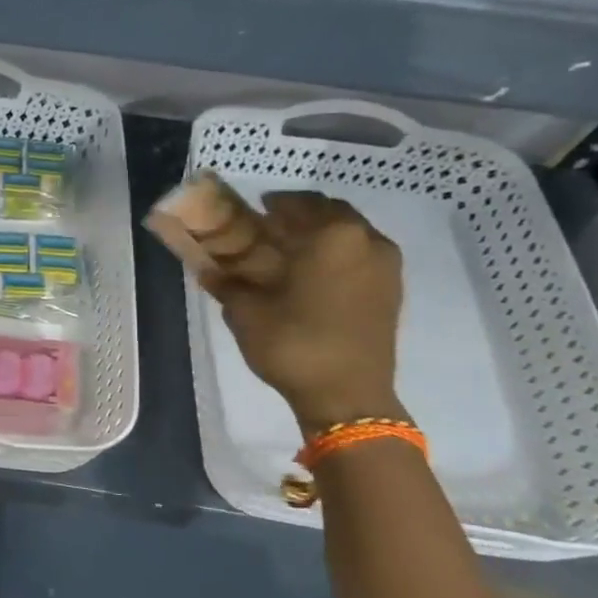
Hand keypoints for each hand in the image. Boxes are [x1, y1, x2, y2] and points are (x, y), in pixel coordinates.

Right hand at [163, 183, 404, 431]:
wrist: (347, 395)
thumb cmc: (293, 344)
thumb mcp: (245, 311)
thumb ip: (226, 280)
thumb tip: (206, 266)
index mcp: (331, 235)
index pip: (296, 203)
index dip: (271, 204)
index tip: (251, 212)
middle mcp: (366, 239)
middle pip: (329, 212)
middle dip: (299, 216)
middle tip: (269, 230)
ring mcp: (385, 264)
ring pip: (349, 232)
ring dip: (320, 234)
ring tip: (289, 253)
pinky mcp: (391, 288)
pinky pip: (361, 254)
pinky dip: (337, 253)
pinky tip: (312, 274)